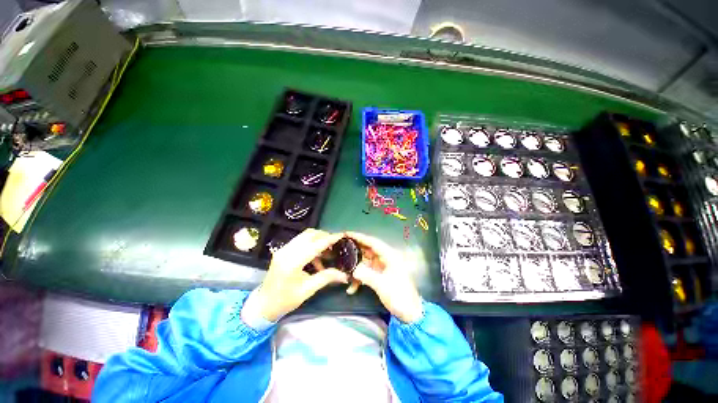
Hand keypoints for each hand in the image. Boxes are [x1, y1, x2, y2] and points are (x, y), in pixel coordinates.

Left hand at [248, 229, 348, 321]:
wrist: (263, 304)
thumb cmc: (285, 300)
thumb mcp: (307, 290)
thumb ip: (326, 278)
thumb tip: (344, 275)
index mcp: (292, 262)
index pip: (315, 245)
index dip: (330, 239)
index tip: (342, 235)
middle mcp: (286, 251)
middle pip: (310, 234)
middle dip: (325, 236)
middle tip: (336, 244)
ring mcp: (283, 249)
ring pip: (305, 235)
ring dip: (318, 238)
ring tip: (328, 250)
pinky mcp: (283, 250)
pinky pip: (301, 240)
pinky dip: (311, 243)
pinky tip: (317, 256)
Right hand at [345, 231, 422, 322]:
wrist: (409, 313)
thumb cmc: (399, 296)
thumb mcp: (382, 285)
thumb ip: (367, 275)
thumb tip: (353, 270)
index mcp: (389, 256)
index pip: (373, 242)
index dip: (360, 237)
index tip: (347, 233)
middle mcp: (385, 258)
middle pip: (368, 249)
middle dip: (355, 249)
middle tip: (340, 246)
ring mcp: (382, 267)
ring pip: (365, 261)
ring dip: (355, 265)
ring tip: (342, 266)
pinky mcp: (379, 275)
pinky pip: (366, 272)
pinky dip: (359, 278)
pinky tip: (351, 288)